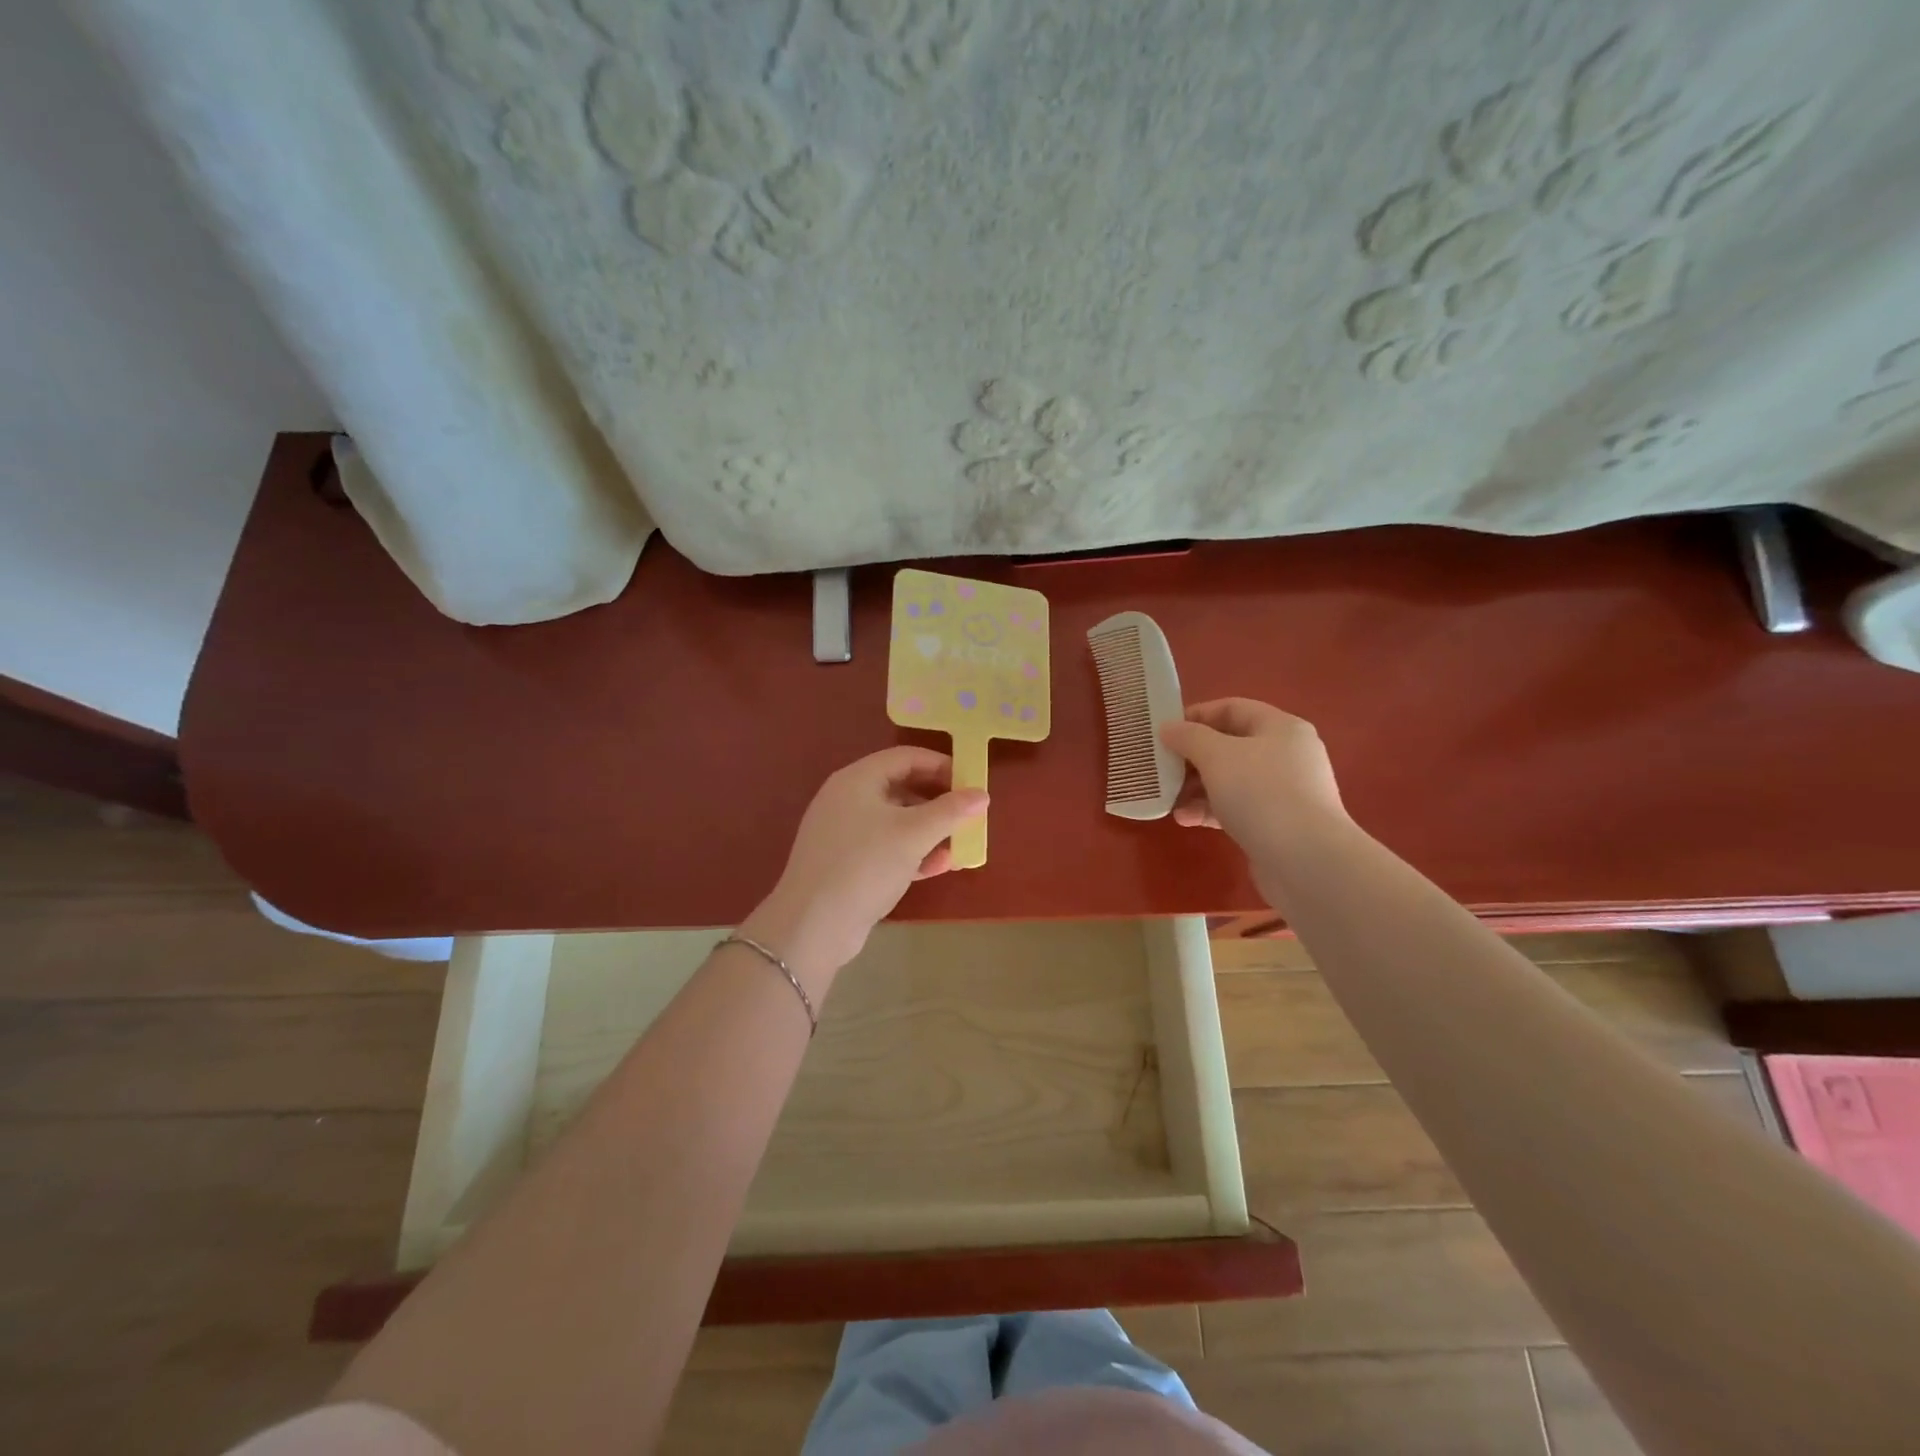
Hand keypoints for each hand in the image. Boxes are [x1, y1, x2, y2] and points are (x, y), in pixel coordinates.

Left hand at [742, 747, 987, 987]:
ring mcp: (843, 832)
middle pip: (901, 788)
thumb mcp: (914, 835)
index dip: (941, 765)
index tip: (971, 782)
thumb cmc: (865, 866)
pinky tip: (938, 867)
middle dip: (938, 803)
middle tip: (969, 816)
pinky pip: (885, 847)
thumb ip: (951, 811)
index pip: (906, 757)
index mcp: (857, 779)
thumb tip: (982, 794)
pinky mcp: (845, 862)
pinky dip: (911, 853)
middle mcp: (847, 799)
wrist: (813, 925)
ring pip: (895, 821)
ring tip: (960, 846)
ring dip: (929, 831)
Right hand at [1160, 698, 1345, 851]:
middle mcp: (1287, 755)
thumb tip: (1168, 728)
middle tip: (1163, 770)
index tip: (1165, 732)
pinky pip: (1238, 808)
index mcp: (1280, 728)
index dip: (1196, 716)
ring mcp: (1285, 791)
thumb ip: (1189, 737)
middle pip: (1229, 746)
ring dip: (1196, 788)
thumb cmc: (1261, 794)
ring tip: (1170, 802)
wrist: (1307, 861)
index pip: (1232, 708)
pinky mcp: (1278, 824)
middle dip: (1192, 758)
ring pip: (1231, 780)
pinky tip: (1188, 821)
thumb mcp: (1217, 756)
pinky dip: (1211, 810)